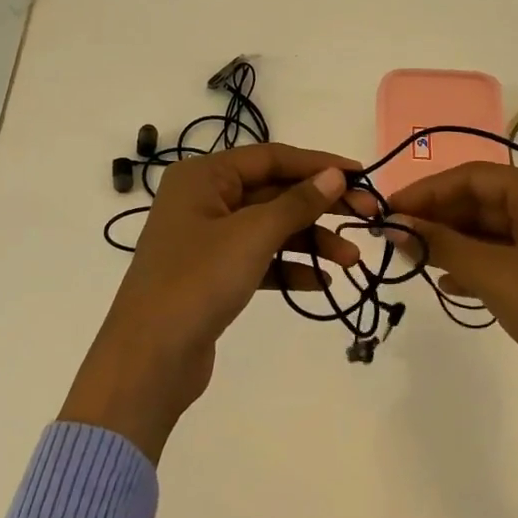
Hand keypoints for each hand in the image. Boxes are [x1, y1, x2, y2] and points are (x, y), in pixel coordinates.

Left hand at [60, 143, 361, 460]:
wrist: (149, 359)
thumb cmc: (198, 281)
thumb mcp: (253, 235)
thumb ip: (297, 202)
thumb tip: (335, 174)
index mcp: (204, 176)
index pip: (272, 158)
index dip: (319, 164)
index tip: (362, 176)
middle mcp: (204, 200)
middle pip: (274, 192)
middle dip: (320, 207)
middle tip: (367, 218)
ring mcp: (207, 240)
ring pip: (270, 228)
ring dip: (311, 242)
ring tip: (352, 261)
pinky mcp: (213, 276)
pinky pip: (259, 260)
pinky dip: (289, 268)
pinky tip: (320, 283)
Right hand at [386, 163, 517, 444]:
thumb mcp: (493, 272)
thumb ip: (441, 245)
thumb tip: (394, 226)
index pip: (475, 177)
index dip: (428, 190)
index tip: (388, 210)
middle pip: (481, 202)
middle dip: (437, 217)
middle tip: (393, 236)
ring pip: (489, 234)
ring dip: (450, 244)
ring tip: (411, 259)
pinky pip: (500, 261)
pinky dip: (471, 268)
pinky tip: (446, 284)